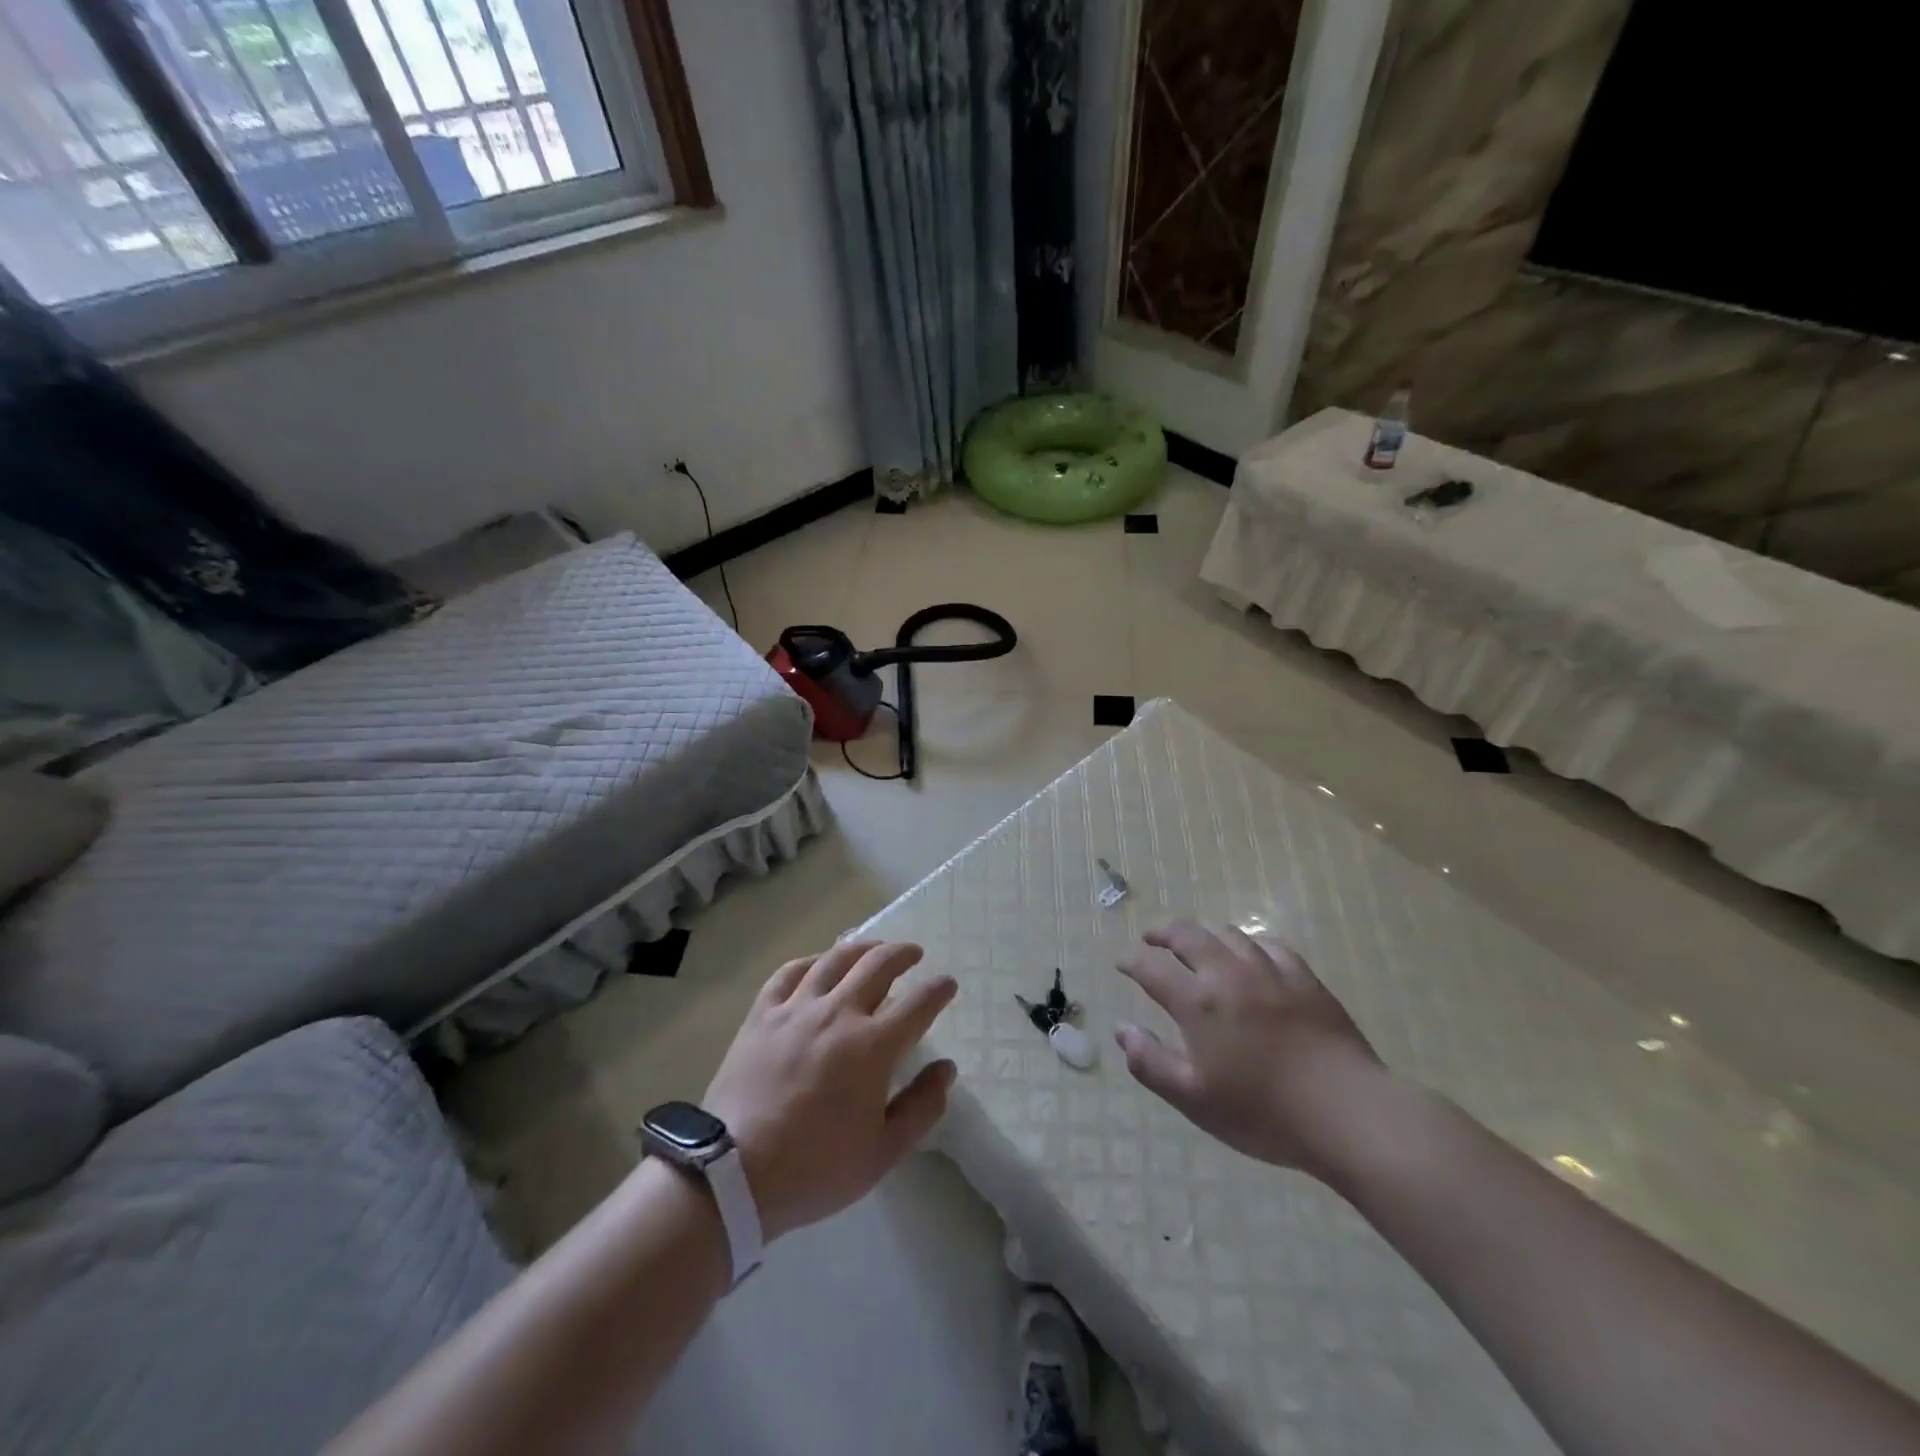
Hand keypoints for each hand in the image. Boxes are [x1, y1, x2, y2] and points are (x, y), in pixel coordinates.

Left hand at [702, 940, 956, 1239]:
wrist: (734, 1174)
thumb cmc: (816, 1167)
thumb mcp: (883, 1152)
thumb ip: (922, 1107)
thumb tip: (946, 1068)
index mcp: (873, 1046)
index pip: (918, 1004)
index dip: (938, 990)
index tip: (948, 984)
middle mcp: (839, 1013)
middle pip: (878, 966)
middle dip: (902, 954)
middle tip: (914, 953)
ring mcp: (797, 1009)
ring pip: (836, 959)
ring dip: (862, 947)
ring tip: (874, 947)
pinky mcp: (763, 1014)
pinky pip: (790, 972)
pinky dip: (811, 961)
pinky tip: (819, 963)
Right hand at [1114, 920, 1385, 1177]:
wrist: (1347, 1112)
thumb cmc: (1263, 1112)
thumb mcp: (1194, 1099)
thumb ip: (1152, 1063)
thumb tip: (1122, 1031)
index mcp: (1198, 1002)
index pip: (1152, 968)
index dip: (1132, 962)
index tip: (1121, 963)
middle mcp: (1228, 974)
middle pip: (1188, 935)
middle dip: (1163, 933)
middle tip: (1151, 938)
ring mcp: (1270, 972)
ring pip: (1229, 934)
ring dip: (1204, 934)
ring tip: (1196, 943)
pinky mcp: (1305, 979)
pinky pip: (1270, 946)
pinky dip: (1249, 943)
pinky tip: (1250, 953)